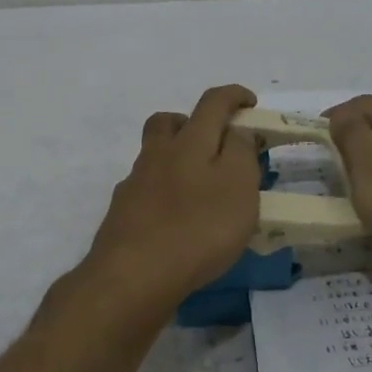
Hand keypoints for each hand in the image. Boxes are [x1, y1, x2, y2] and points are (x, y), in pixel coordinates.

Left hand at [83, 85, 261, 307]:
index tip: (249, 102)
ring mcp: (134, 185)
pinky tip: (176, 220)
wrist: (134, 275)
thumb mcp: (239, 186)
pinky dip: (163, 194)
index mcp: (190, 142)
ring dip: (176, 160)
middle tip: (214, 143)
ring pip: (154, 157)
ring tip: (201, 190)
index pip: (212, 103)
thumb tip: (235, 131)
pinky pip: (145, 191)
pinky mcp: (122, 215)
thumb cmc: (198, 228)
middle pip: (167, 123)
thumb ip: (240, 152)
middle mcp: (157, 155)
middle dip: (191, 121)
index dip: (233, 95)